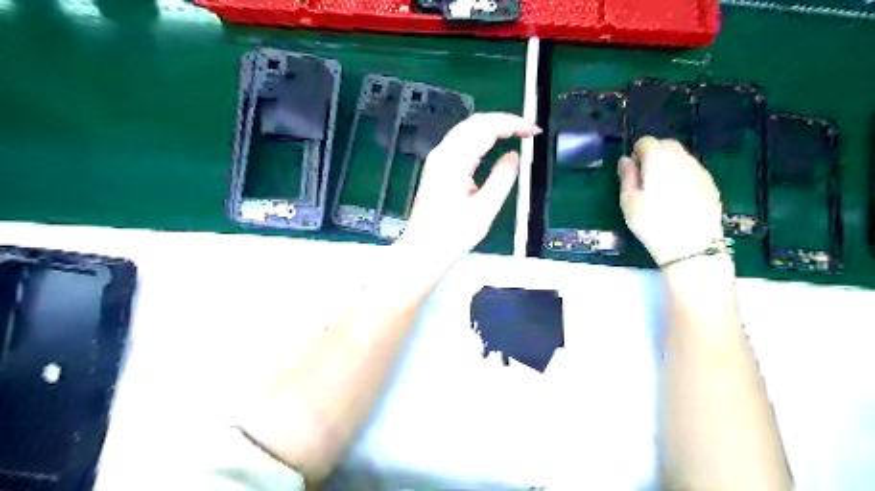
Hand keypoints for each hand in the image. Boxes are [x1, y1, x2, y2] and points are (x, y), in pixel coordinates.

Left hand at [398, 111, 540, 268]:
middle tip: (528, 129)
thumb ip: (502, 178)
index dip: (512, 124)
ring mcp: (436, 160)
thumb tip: (514, 155)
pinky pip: (460, 141)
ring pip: (466, 129)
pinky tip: (492, 143)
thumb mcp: (484, 209)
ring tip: (515, 132)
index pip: (486, 129)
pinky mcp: (436, 168)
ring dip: (491, 126)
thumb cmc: (452, 235)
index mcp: (453, 161)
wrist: (423, 251)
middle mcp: (442, 154)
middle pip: (474, 122)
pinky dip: (479, 136)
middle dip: (503, 120)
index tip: (534, 131)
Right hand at [622, 136, 723, 265]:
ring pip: (682, 157)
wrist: (691, 245)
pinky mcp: (711, 184)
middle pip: (666, 145)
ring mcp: (699, 170)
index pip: (646, 141)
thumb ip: (627, 176)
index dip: (636, 153)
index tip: (632, 172)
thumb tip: (626, 160)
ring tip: (661, 190)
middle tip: (645, 179)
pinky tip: (678, 198)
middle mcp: (681, 158)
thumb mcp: (629, 201)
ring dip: (669, 165)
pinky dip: (682, 176)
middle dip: (654, 155)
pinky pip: (693, 170)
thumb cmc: (652, 222)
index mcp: (658, 159)